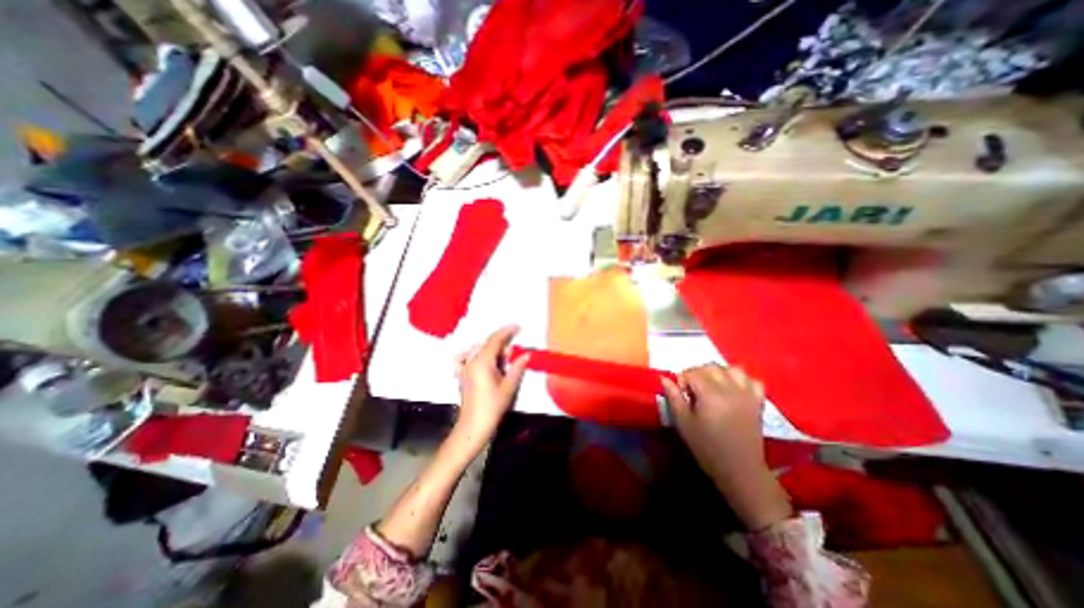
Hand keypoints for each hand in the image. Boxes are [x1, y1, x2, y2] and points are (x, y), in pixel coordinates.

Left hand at [453, 328, 532, 449]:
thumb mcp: (508, 387)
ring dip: (493, 351)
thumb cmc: (492, 407)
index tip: (518, 327)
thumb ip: (517, 368)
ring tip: (504, 363)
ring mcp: (464, 368)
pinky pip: (467, 358)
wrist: (473, 427)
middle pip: (487, 344)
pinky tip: (484, 362)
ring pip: (480, 350)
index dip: (507, 331)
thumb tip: (526, 354)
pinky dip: (477, 356)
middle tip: (515, 356)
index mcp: (482, 362)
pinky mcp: (462, 375)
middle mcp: (471, 361)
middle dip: (502, 345)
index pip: (495, 340)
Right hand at [662, 362, 787, 529]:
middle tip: (693, 391)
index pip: (692, 372)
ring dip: (720, 373)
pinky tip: (734, 390)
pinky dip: (742, 381)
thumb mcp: (683, 423)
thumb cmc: (706, 447)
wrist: (739, 470)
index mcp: (710, 394)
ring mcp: (747, 394)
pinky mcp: (758, 402)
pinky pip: (753, 381)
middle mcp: (730, 389)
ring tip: (713, 387)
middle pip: (711, 367)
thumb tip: (664, 378)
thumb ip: (673, 397)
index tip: (682, 395)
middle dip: (698, 373)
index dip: (683, 380)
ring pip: (733, 369)